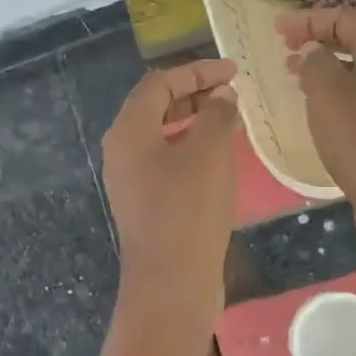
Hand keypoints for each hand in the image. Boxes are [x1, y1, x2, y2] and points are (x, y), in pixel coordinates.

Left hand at [101, 58, 239, 320]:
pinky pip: (167, 163)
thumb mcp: (209, 153)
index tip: (234, 72)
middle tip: (232, 93)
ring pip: (162, 137)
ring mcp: (132, 182)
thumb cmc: (189, 210)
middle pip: (156, 107)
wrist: (171, 284)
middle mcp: (122, 152)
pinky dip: (192, 150)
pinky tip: (219, 160)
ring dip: (195, 122)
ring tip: (230, 121)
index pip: (159, 83)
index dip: (197, 71)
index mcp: (129, 132)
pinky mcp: (146, 206)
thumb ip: (217, 115)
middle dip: (194, 94)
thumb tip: (222, 96)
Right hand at [278, 9, 355, 254]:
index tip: (279, 29)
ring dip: (323, 67)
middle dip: (318, 39)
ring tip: (292, 74)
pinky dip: (333, 93)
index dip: (311, 19)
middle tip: (284, 47)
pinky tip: (314, 108)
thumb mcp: (331, 98)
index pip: (348, 19)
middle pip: (355, 42)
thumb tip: (311, 51)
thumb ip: (316, 64)